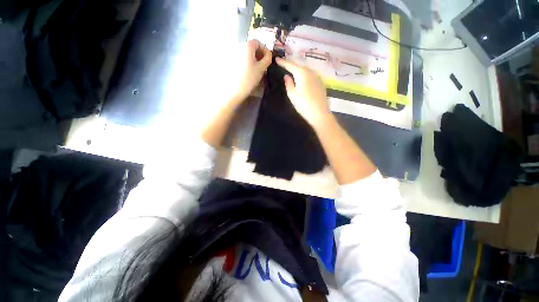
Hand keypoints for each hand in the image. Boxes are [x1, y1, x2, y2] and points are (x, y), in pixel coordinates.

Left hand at [228, 40, 271, 105]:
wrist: (235, 89)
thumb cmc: (250, 78)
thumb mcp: (261, 68)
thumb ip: (267, 59)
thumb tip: (269, 55)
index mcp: (246, 46)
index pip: (257, 42)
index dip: (264, 50)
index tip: (268, 59)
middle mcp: (238, 46)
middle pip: (251, 47)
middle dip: (259, 54)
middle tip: (263, 65)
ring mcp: (233, 54)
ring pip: (246, 53)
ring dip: (253, 59)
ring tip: (257, 69)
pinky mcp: (231, 62)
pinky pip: (241, 58)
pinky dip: (247, 62)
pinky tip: (249, 71)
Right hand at [276, 57, 330, 128]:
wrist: (319, 113)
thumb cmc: (303, 104)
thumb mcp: (292, 94)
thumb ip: (288, 83)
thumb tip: (287, 76)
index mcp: (302, 73)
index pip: (290, 65)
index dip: (283, 62)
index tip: (276, 59)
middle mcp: (311, 72)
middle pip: (299, 66)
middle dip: (292, 66)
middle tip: (284, 66)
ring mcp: (317, 77)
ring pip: (306, 71)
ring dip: (299, 71)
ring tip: (293, 73)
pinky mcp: (321, 83)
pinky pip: (311, 76)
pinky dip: (305, 76)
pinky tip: (303, 80)